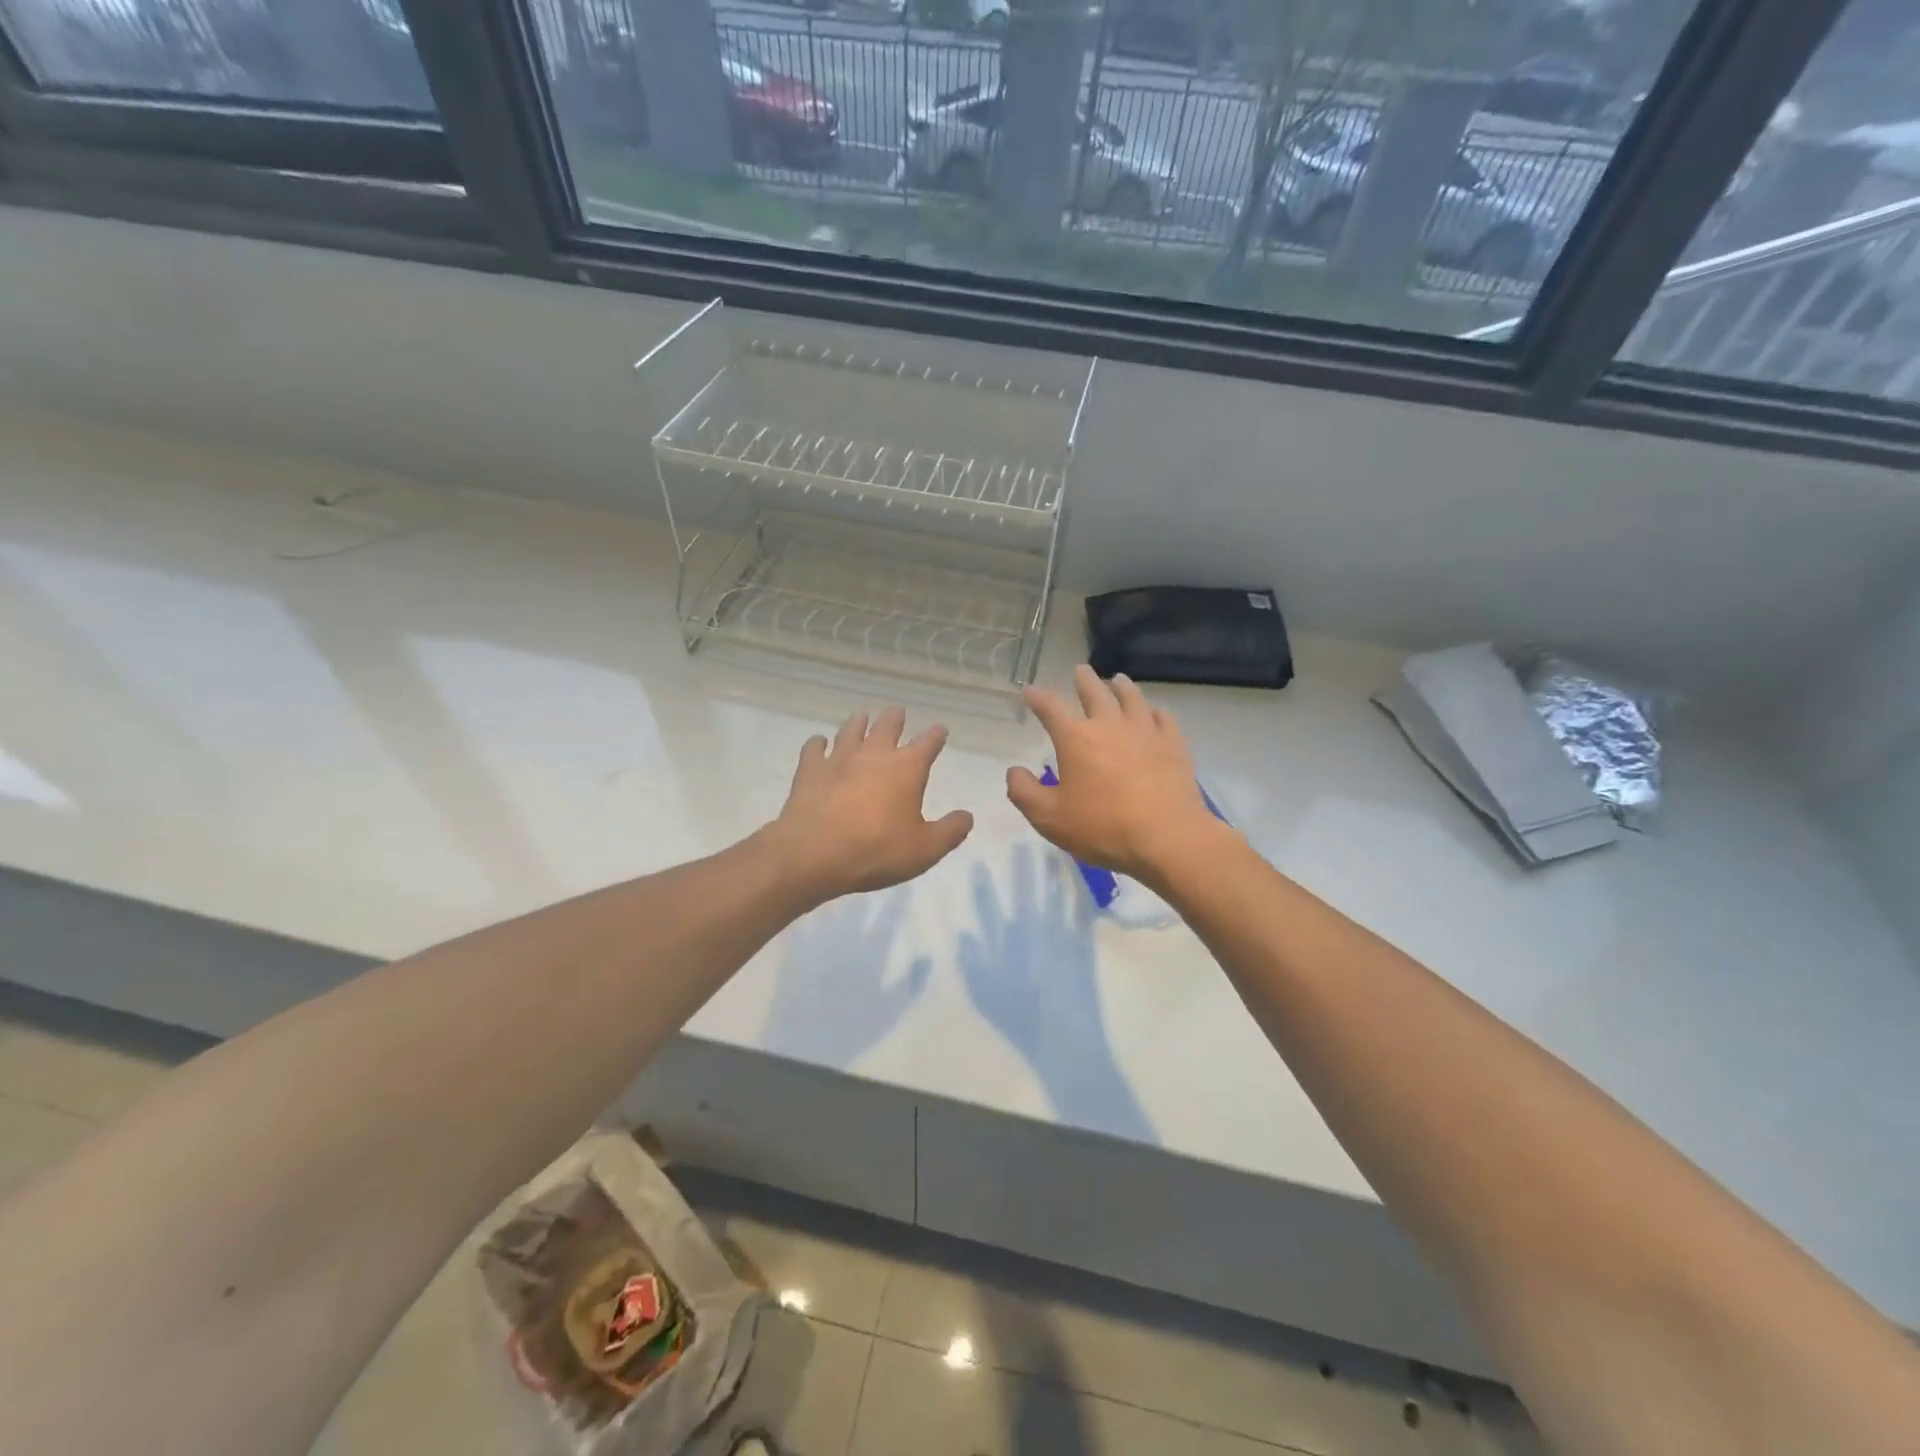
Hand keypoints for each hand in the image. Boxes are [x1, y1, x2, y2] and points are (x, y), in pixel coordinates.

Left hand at [767, 707, 972, 901]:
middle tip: (897, 712)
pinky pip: (814, 748)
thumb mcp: (925, 849)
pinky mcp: (810, 770)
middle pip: (887, 726)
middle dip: (895, 718)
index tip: (940, 729)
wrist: (815, 853)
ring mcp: (839, 758)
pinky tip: (818, 742)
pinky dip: (817, 743)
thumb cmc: (877, 850)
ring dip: (858, 722)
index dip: (936, 735)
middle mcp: (874, 754)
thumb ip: (950, 831)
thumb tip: (967, 816)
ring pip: (850, 730)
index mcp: (907, 768)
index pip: (928, 743)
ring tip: (861, 717)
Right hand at [1007, 666, 1229, 886]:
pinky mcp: (1173, 744)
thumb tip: (1014, 771)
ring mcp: (1145, 731)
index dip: (1038, 697)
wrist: (1167, 838)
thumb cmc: (1102, 828)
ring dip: (1120, 686)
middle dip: (1084, 680)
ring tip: (1117, 680)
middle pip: (1095, 691)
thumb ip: (1024, 792)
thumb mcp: (1049, 818)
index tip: (1030, 691)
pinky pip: (1163, 717)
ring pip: (1131, 698)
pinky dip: (1153, 711)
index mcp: (1076, 738)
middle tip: (1080, 670)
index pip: (1051, 707)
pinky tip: (1153, 714)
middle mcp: (1110, 725)